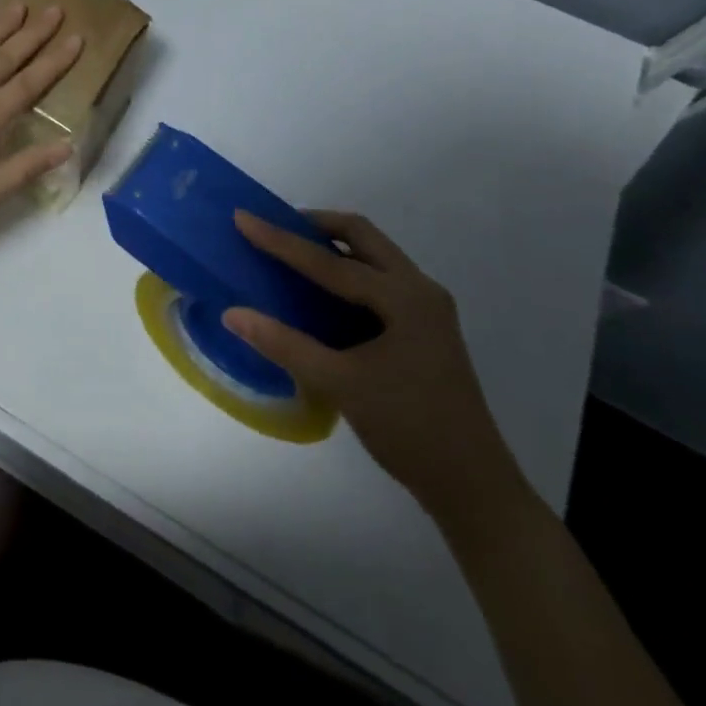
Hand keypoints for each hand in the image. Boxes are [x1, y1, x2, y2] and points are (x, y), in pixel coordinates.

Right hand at [223, 211, 531, 529]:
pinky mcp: (425, 328)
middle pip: (362, 236)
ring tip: (292, 253)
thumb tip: (232, 314)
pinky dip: (347, 272)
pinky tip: (322, 293)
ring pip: (373, 255)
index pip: (329, 260)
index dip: (281, 239)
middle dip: (315, 225)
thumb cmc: (409, 428)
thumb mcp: (340, 384)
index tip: (243, 217)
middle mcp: (420, 290)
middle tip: (275, 228)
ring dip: (333, 246)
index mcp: (404, 297)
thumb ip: (284, 344)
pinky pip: (379, 280)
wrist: (474, 487)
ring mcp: (427, 309)